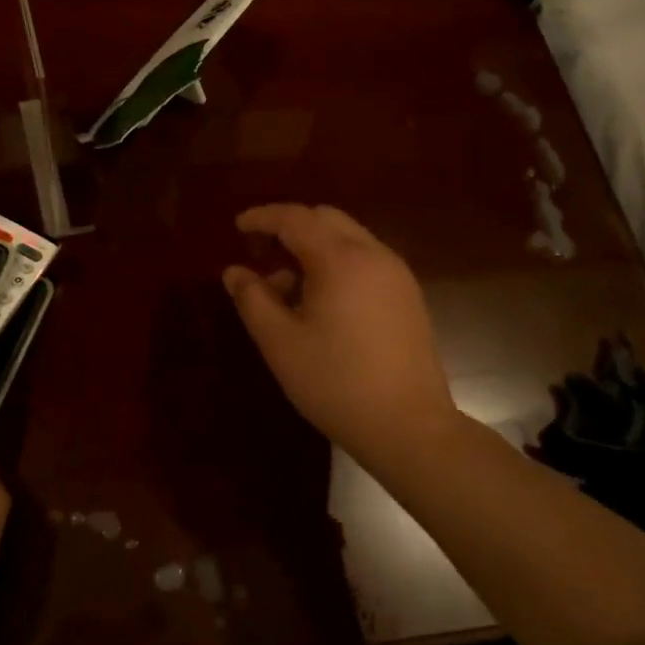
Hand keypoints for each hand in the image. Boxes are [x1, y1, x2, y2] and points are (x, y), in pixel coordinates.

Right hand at [223, 204, 458, 468]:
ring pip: (348, 238)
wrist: (410, 427)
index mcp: (340, 259)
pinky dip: (336, 263)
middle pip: (325, 219)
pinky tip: (321, 301)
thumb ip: (253, 300)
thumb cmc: (337, 383)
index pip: (295, 218)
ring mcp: (396, 273)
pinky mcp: (408, 295)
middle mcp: (373, 254)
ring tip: (286, 286)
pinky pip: (365, 260)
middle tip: (260, 253)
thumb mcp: (280, 343)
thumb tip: (234, 271)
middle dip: (289, 227)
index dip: (263, 217)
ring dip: (313, 247)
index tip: (238, 227)